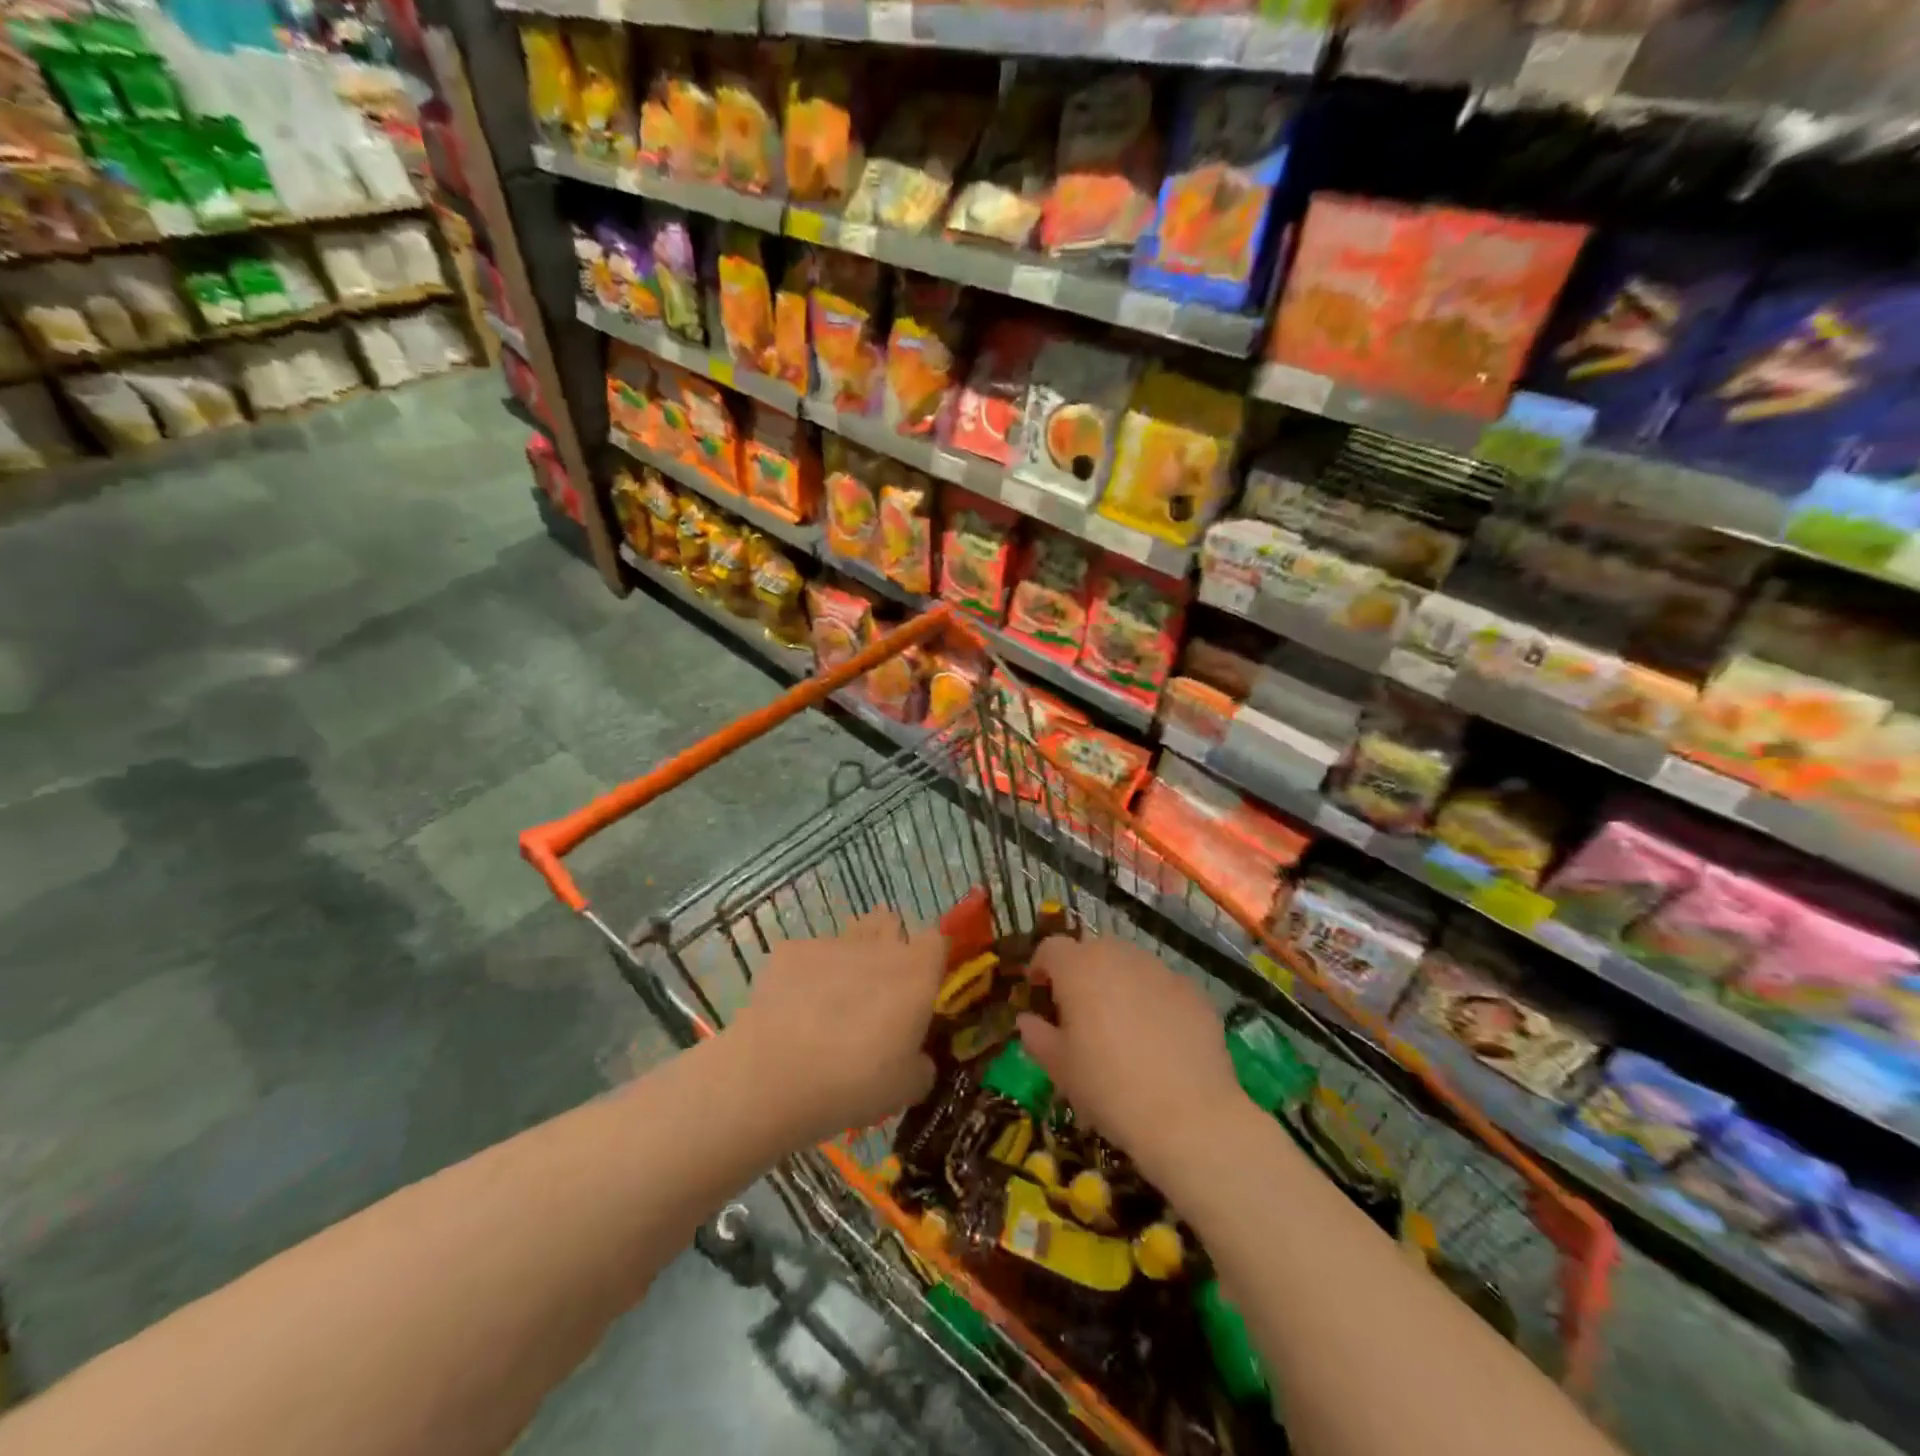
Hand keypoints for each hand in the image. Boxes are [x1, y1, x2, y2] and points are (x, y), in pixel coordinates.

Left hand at [726, 910, 944, 1144]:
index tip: (923, 986)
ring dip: (849, 957)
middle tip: (879, 988)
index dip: (931, 959)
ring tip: (833, 998)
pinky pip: (806, 954)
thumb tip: (916, 1058)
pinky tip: (792, 1009)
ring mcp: (831, 944)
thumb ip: (921, 1064)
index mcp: (916, 973)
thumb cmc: (855, 1083)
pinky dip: (805, 975)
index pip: (936, 941)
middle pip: (891, 923)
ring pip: (849, 934)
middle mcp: (878, 947)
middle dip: (888, 944)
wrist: (775, 1076)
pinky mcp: (789, 951)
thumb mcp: (907, 1088)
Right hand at [1017, 935, 1248, 1181]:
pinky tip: (1159, 1038)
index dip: (1041, 967)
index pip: (1051, 948)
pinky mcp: (1194, 991)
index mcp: (1079, 968)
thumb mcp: (1060, 1068)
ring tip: (1121, 1023)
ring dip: (1118, 982)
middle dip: (1081, 972)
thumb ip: (1037, 1036)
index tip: (1039, 993)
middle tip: (1079, 1010)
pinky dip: (1153, 1000)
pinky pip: (1163, 985)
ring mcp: (1161, 970)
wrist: (1188, 1115)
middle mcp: (1120, 956)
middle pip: (1092, 949)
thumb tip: (1027, 1020)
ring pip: (1130, 964)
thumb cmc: (1109, 1088)